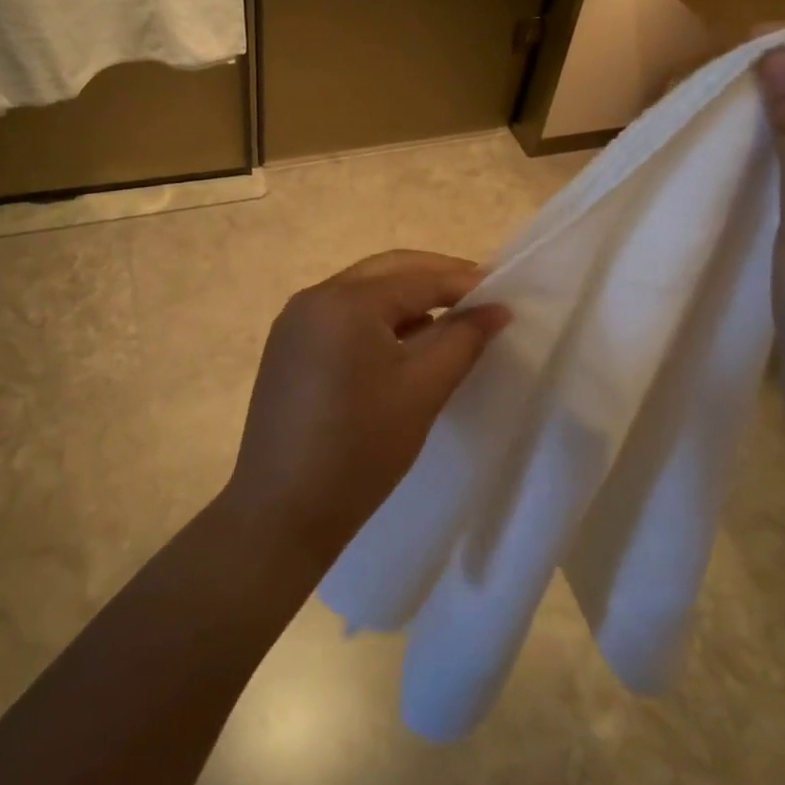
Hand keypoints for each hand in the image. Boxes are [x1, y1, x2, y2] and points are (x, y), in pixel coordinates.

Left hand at [221, 251, 509, 567]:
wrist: (281, 513)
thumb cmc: (360, 450)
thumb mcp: (422, 391)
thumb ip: (462, 340)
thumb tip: (496, 308)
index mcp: (345, 302)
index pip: (417, 278)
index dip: (463, 284)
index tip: (503, 294)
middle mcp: (314, 297)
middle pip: (387, 272)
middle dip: (434, 279)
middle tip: (479, 298)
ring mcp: (295, 321)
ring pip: (363, 291)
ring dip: (406, 298)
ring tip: (448, 320)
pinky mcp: (288, 346)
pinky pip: (342, 315)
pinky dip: (377, 319)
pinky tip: (403, 342)